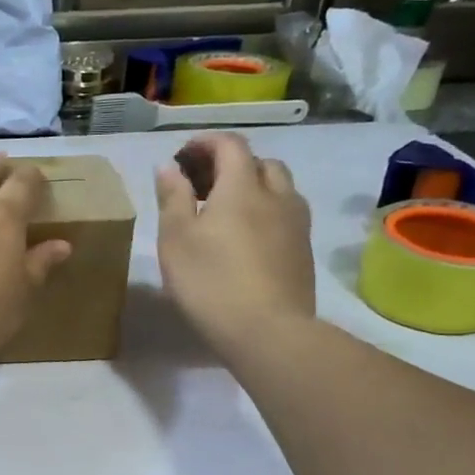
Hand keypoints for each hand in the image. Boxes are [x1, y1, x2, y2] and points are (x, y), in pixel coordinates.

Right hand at [155, 133, 315, 357]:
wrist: (269, 332)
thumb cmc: (210, 282)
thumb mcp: (176, 240)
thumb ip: (173, 198)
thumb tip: (170, 167)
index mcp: (242, 187)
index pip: (230, 145)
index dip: (206, 143)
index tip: (184, 155)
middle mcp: (277, 195)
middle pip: (259, 163)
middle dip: (231, 164)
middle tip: (203, 185)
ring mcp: (297, 224)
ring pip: (279, 189)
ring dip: (253, 188)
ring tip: (226, 212)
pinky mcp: (304, 251)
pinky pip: (286, 216)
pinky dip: (265, 213)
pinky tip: (247, 239)